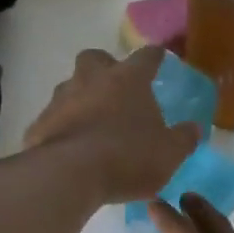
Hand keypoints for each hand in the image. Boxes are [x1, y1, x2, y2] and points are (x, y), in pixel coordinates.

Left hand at [25, 46, 199, 202]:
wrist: (69, 175)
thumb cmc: (128, 158)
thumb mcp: (169, 154)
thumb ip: (183, 139)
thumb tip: (194, 128)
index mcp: (128, 80)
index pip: (146, 57)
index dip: (155, 57)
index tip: (159, 58)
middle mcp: (91, 80)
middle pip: (96, 60)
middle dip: (106, 69)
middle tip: (116, 91)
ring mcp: (61, 100)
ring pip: (71, 88)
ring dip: (81, 100)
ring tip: (93, 126)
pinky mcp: (39, 124)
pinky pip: (54, 120)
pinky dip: (63, 129)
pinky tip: (70, 150)